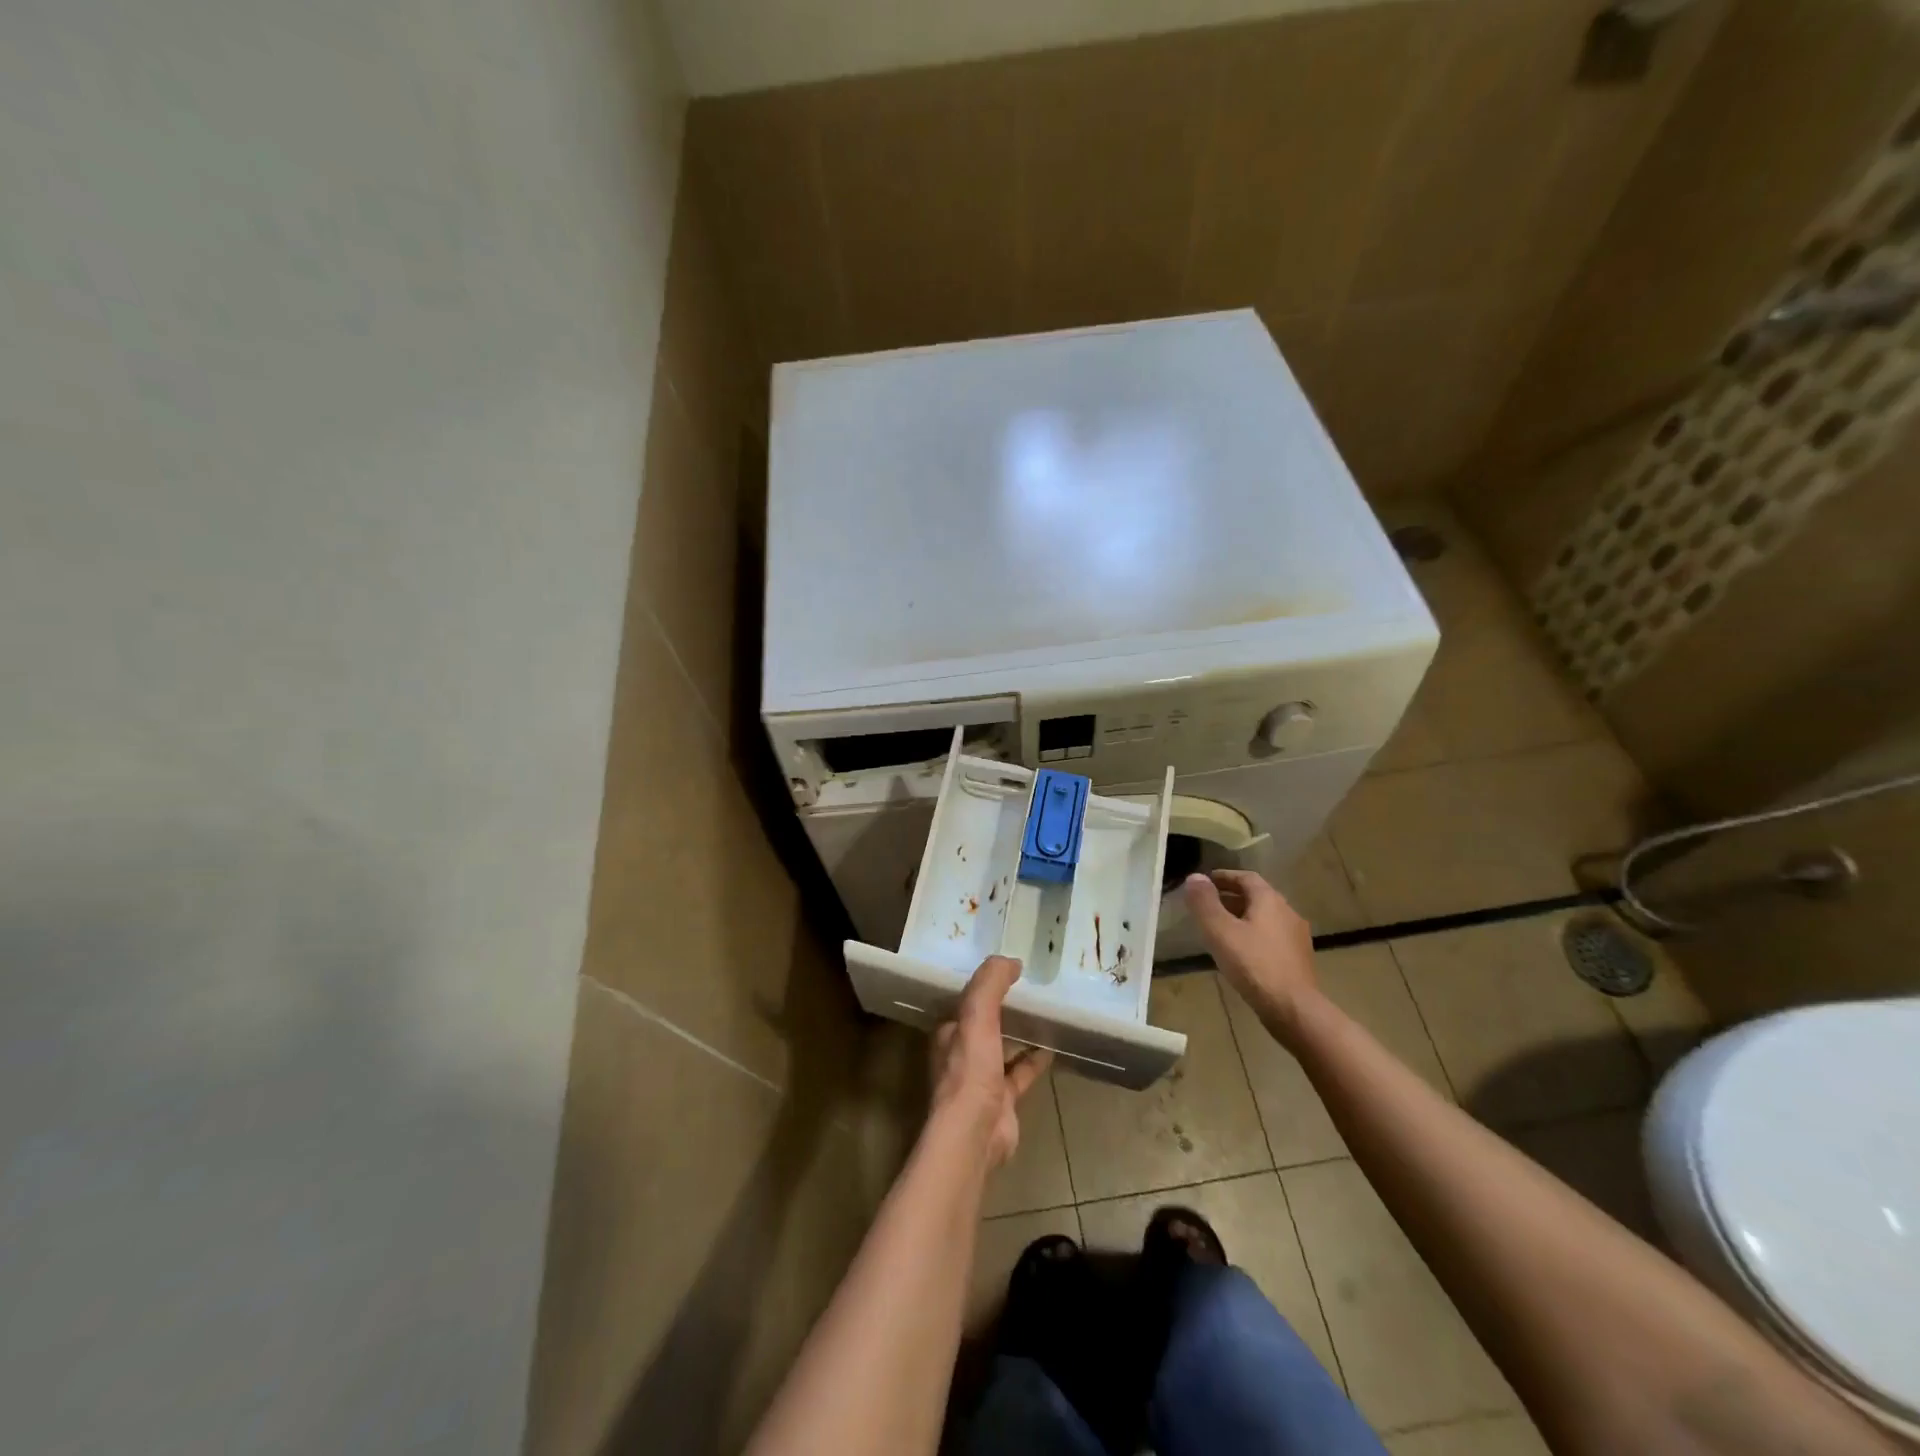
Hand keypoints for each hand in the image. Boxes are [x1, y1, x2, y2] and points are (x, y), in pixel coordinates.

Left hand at [929, 956, 1052, 1168]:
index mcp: (949, 1033)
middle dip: (1002, 1010)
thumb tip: (1010, 960)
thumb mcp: (977, 1015)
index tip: (1005, 971)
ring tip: (1043, 1014)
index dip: (982, 987)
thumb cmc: (970, 1070)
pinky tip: (1052, 1048)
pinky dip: (1034, 1060)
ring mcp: (982, 1080)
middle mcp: (961, 1055)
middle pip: (984, 1025)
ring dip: (1019, 1034)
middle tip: (1028, 990)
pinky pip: (1021, 1073)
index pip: (965, 1002)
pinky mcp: (1003, 1101)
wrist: (975, 1134)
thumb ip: (990, 984)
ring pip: (1002, 1049)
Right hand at [1184, 870, 1320, 1040]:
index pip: (1246, 878)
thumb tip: (1195, 876)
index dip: (1224, 877)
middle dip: (1231, 897)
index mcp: (1270, 901)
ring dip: (1242, 917)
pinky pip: (1271, 937)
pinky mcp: (1298, 959)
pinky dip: (1253, 934)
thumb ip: (1205, 903)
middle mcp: (1287, 912)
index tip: (1206, 881)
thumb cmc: (1253, 965)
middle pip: (1257, 896)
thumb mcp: (1220, 931)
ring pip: (1265, 917)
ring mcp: (1296, 937)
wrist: (1294, 1009)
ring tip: (1220, 929)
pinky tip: (1241, 952)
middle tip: (1208, 905)